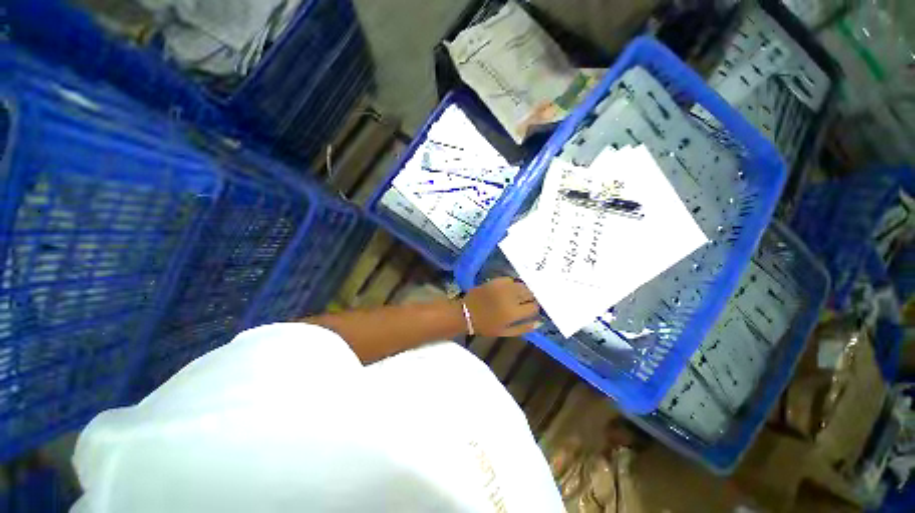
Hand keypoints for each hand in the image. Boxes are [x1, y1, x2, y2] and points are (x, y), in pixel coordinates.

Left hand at [463, 277, 540, 336]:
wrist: (466, 313)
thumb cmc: (485, 326)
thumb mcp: (505, 332)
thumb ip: (523, 327)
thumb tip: (539, 321)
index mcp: (513, 313)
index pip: (533, 307)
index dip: (534, 308)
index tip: (531, 309)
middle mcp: (510, 297)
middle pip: (530, 293)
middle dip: (531, 297)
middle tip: (527, 301)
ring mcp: (503, 287)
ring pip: (522, 285)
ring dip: (524, 290)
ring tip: (519, 295)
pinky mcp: (496, 281)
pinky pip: (511, 279)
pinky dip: (513, 284)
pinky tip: (509, 289)